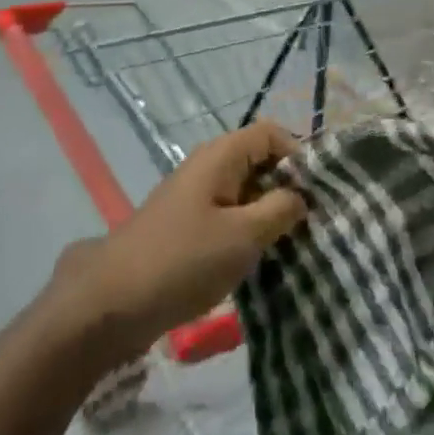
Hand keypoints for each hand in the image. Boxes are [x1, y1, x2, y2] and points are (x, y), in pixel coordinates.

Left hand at [50, 121, 305, 362]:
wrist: (113, 301)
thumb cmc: (183, 260)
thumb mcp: (242, 237)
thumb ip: (278, 210)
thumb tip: (301, 195)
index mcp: (221, 155)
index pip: (271, 133)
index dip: (299, 155)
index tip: (320, 193)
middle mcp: (208, 166)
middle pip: (260, 160)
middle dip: (288, 187)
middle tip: (313, 223)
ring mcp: (196, 196)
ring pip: (245, 191)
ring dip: (269, 213)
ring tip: (294, 245)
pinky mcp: (188, 225)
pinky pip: (229, 215)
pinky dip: (248, 230)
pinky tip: (261, 260)